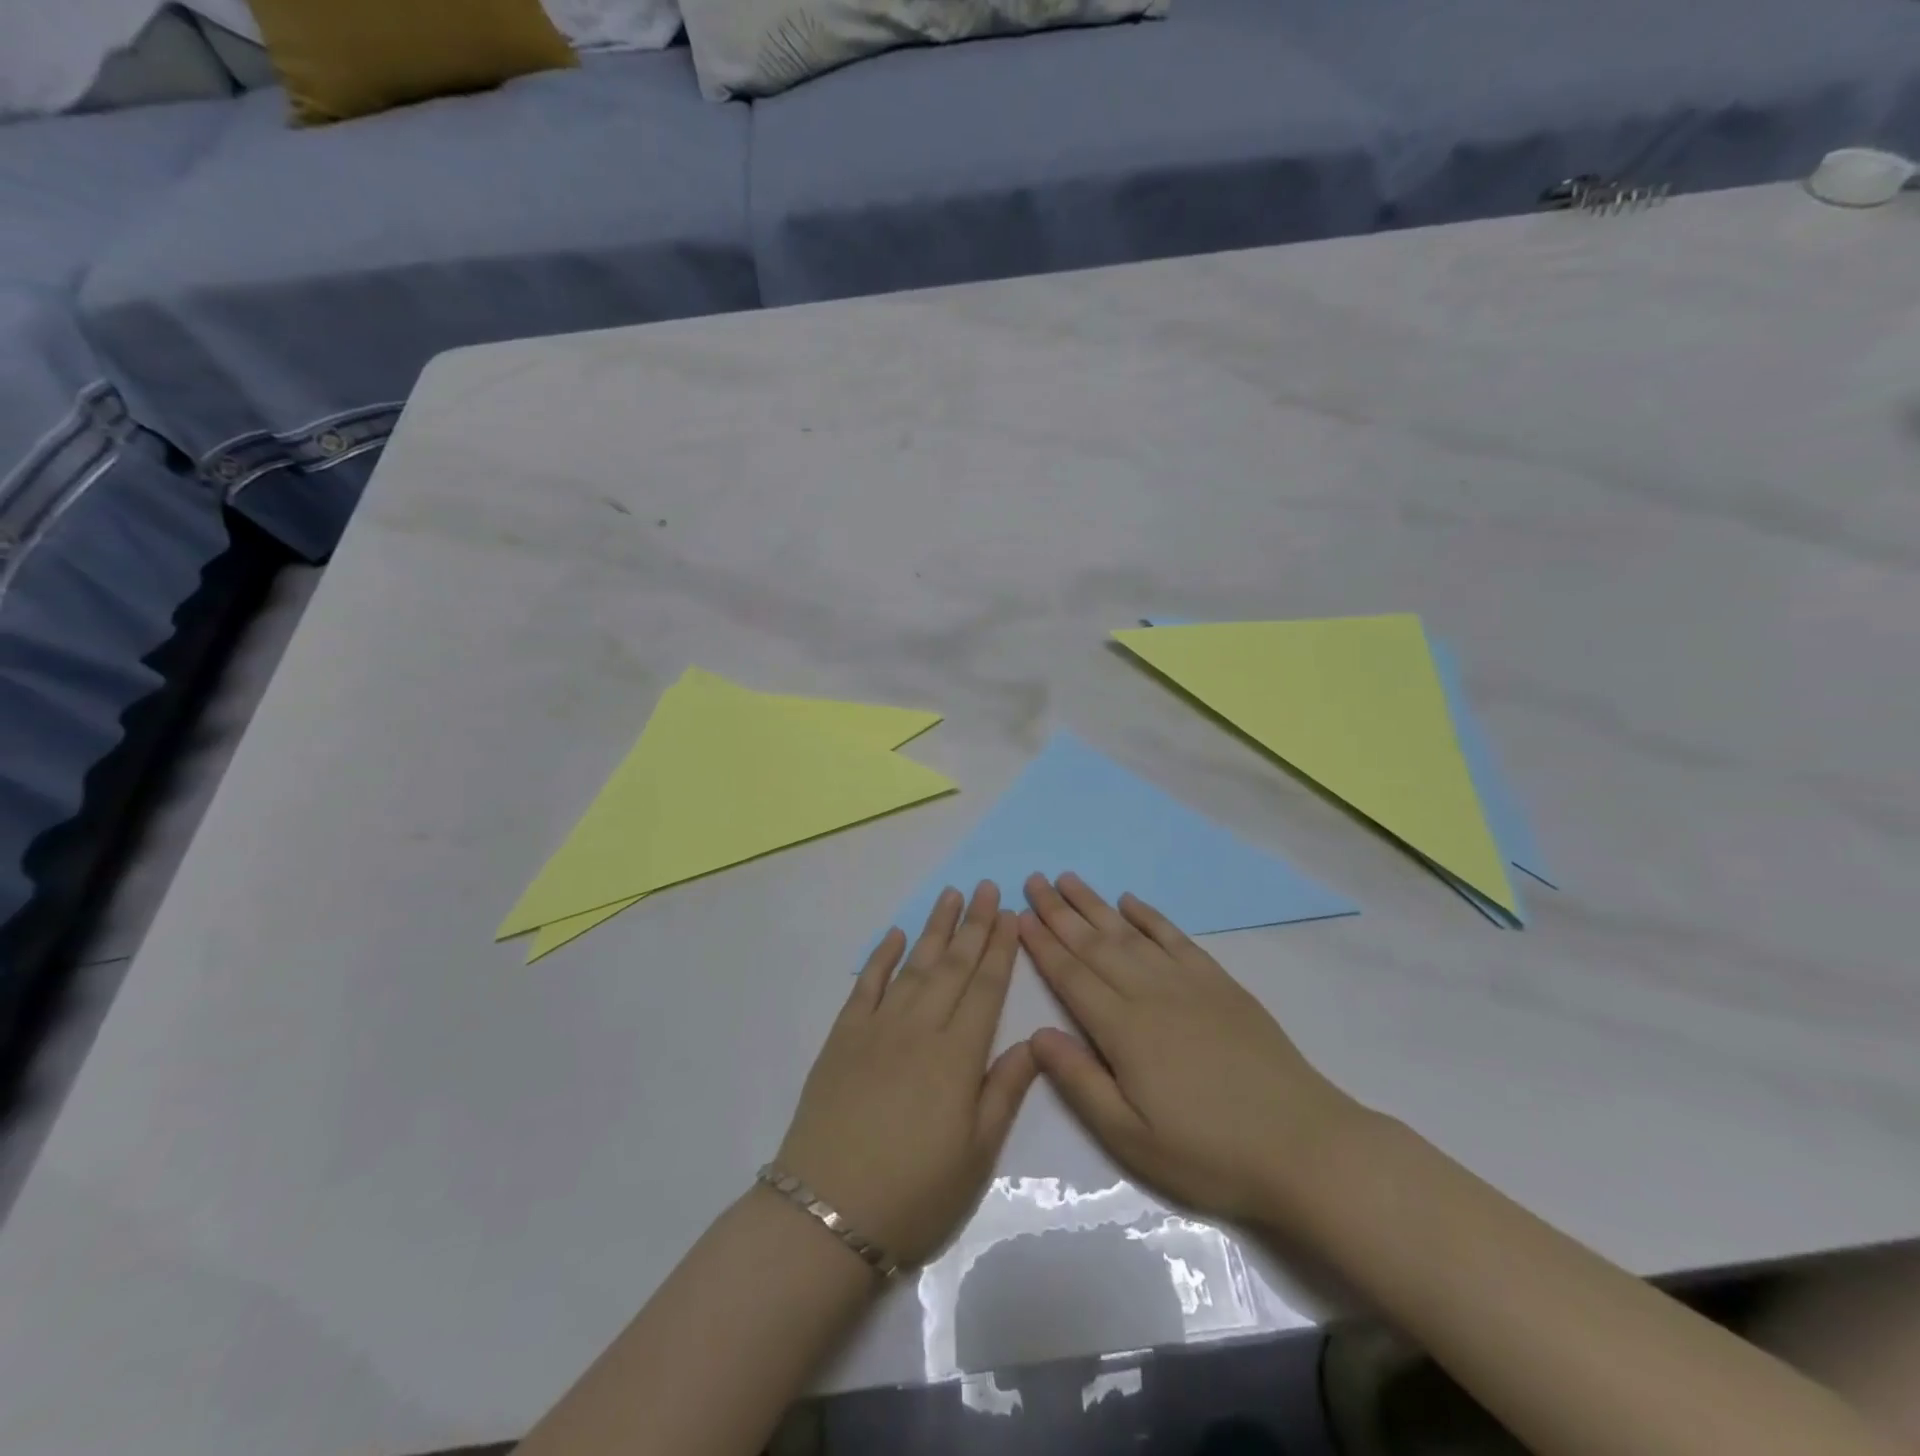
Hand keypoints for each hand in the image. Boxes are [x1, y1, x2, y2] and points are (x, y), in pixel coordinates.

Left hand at [776, 882, 1037, 1267]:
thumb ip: (1005, 1090)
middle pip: (953, 966)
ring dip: (934, 928)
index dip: (1001, 949)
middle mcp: (920, 1028)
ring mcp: (877, 1027)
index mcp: (957, 1056)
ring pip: (914, 965)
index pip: (986, 988)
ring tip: (951, 895)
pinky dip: (882, 956)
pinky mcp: (843, 1036)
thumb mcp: (976, 1154)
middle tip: (987, 887)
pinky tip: (895, 934)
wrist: (827, 1213)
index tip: (1011, 914)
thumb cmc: (914, 1193)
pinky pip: (867, 984)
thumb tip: (1034, 1040)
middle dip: (974, 924)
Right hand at [1019, 873, 1362, 1227]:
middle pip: (1094, 943)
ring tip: (1069, 879)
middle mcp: (1150, 993)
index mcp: (1123, 1030)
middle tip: (1034, 879)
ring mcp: (1187, 982)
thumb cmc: (1209, 1152)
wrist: (1303, 1145)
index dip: (1042, 944)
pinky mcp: (1219, 983)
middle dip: (1059, 911)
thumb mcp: (1132, 1138)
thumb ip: (1080, 1082)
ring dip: (1095, 905)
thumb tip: (1035, 1036)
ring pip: (1129, 933)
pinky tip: (1131, 902)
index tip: (1018, 914)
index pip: (1071, 975)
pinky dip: (1150, 916)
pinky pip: (1175, 938)